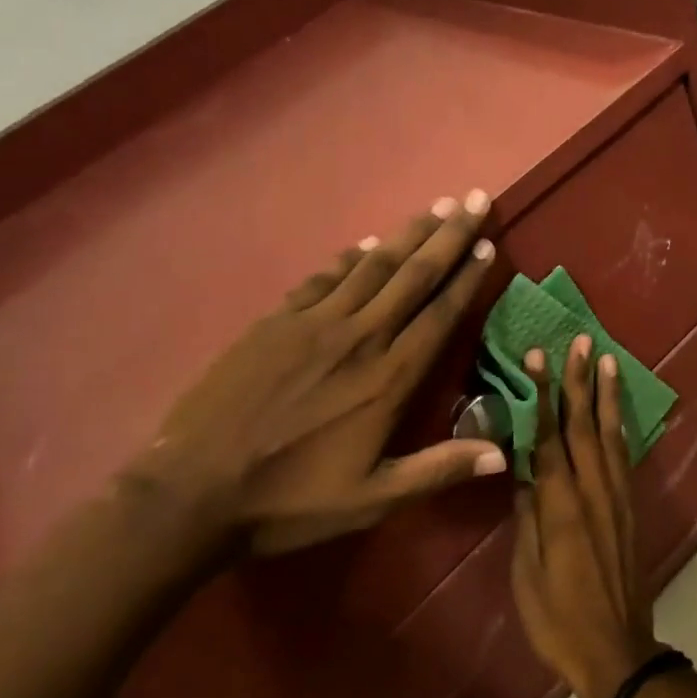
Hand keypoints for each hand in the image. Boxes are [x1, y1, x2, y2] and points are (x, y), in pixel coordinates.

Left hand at [126, 190, 507, 556]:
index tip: (487, 242)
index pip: (440, 312)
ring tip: (436, 207)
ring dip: (408, 234)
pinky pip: (323, 278)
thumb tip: (503, 453)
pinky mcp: (275, 322)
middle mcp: (359, 337)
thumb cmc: (290, 499)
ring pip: (373, 266)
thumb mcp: (372, 498)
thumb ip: (438, 470)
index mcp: (389, 378)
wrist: (193, 491)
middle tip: (475, 198)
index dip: (467, 275)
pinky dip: (350, 258)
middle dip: (449, 234)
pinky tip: (366, 245)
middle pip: (413, 275)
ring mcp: (313, 323)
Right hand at [509, 336, 659, 697]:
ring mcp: (616, 497)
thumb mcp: (526, 572)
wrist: (616, 650)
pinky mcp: (629, 508)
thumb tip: (523, 471)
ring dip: (606, 394)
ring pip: (610, 434)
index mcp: (561, 505)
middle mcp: (593, 491)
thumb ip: (527, 516)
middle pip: (584, 425)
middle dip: (579, 380)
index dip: (542, 395)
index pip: (548, 438)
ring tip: (606, 358)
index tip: (537, 358)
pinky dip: (620, 426)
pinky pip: (623, 456)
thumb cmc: (558, 617)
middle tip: (579, 340)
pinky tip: (617, 411)